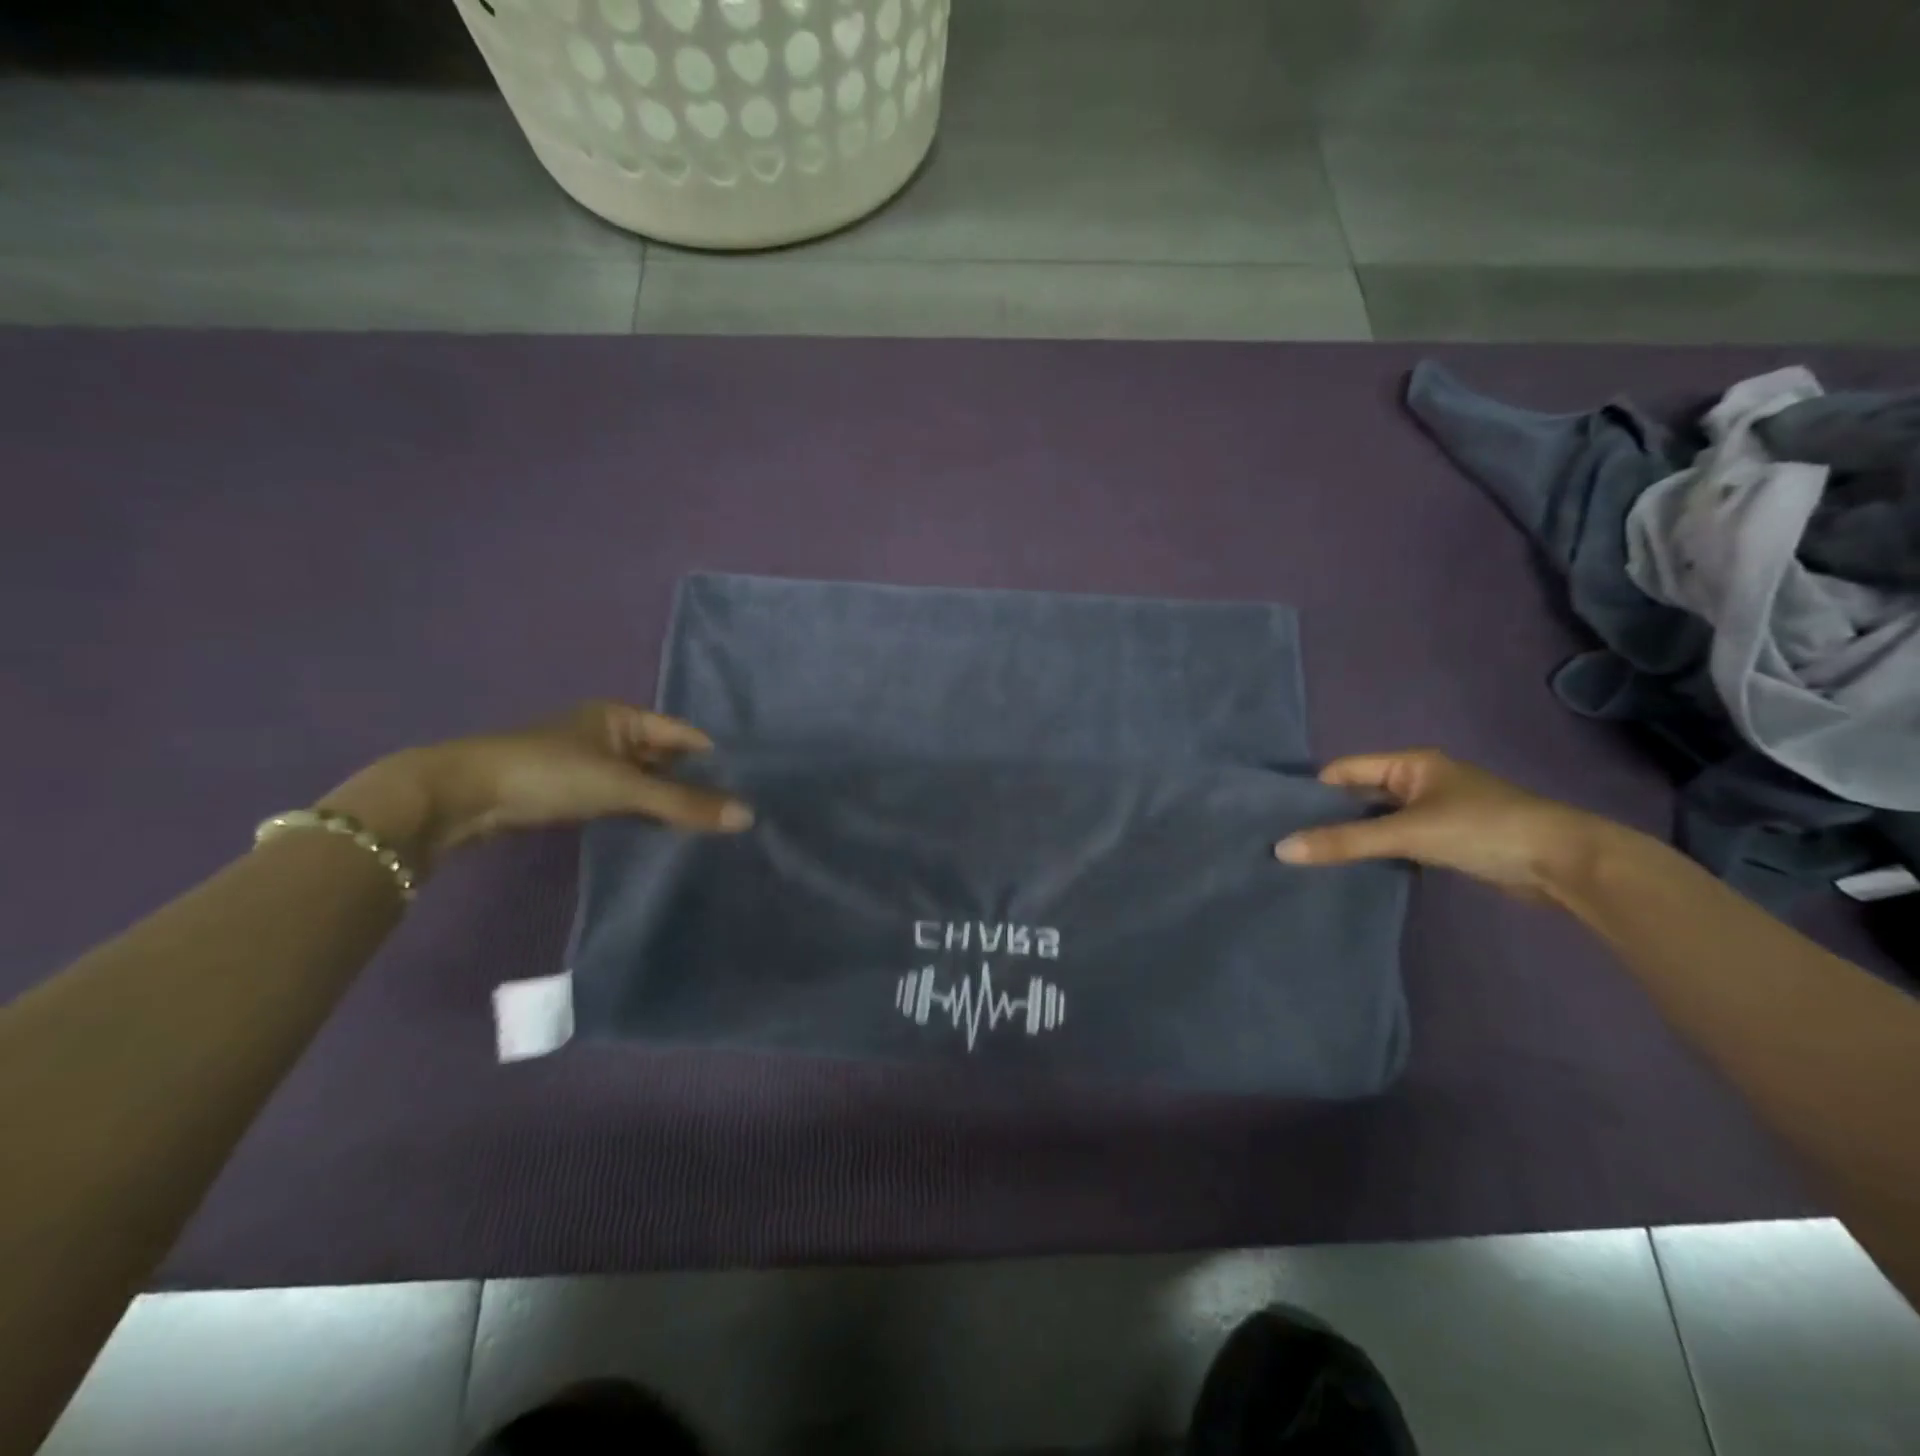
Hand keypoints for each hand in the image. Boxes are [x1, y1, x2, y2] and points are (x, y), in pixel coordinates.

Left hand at [321, 701, 751, 871]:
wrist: (461, 797)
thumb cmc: (549, 773)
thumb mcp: (623, 787)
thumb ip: (683, 803)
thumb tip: (748, 817)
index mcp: (623, 716)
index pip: (685, 736)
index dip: (716, 759)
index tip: (750, 789)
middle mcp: (610, 733)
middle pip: (666, 759)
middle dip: (695, 785)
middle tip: (735, 815)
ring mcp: (590, 763)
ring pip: (644, 782)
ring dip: (668, 803)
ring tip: (709, 830)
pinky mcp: (572, 791)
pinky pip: (622, 800)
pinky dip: (642, 815)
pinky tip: (663, 835)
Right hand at [1274, 749, 1605, 901]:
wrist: (1568, 864)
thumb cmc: (1483, 829)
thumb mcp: (1407, 833)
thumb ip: (1345, 841)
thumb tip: (1281, 849)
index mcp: (1410, 763)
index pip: (1344, 770)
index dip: (1312, 792)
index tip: (1279, 819)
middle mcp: (1420, 780)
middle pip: (1359, 794)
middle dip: (1328, 817)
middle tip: (1290, 843)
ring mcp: (1435, 810)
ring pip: (1378, 819)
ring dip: (1353, 837)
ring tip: (1312, 859)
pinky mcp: (1448, 838)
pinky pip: (1397, 838)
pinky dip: (1377, 851)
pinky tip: (1355, 869)